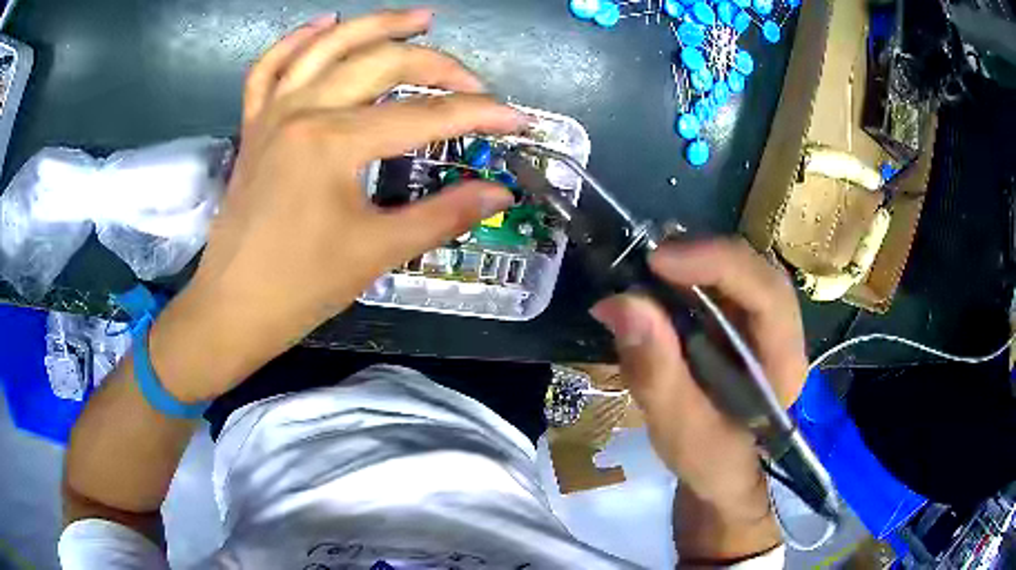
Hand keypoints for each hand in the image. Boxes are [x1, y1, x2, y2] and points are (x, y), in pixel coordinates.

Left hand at [148, 10, 523, 401]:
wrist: (233, 309)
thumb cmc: (301, 288)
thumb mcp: (377, 252)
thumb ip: (443, 215)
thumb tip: (499, 194)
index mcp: (333, 143)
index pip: (423, 117)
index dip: (477, 115)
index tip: (515, 119)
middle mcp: (302, 112)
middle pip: (380, 64)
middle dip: (436, 65)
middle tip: (472, 79)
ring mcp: (272, 113)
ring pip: (327, 47)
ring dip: (375, 25)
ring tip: (418, 18)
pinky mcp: (253, 125)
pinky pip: (269, 68)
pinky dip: (296, 40)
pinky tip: (325, 23)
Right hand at [591, 238, 806, 561]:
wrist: (726, 473)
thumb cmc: (712, 461)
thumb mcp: (679, 431)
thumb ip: (655, 373)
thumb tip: (620, 302)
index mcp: (783, 364)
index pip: (767, 294)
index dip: (717, 265)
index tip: (657, 262)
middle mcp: (782, 332)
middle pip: (754, 270)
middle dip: (701, 257)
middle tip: (644, 264)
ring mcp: (763, 323)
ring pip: (737, 269)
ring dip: (691, 263)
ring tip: (644, 275)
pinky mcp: (742, 322)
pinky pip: (719, 283)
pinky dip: (685, 277)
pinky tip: (656, 289)